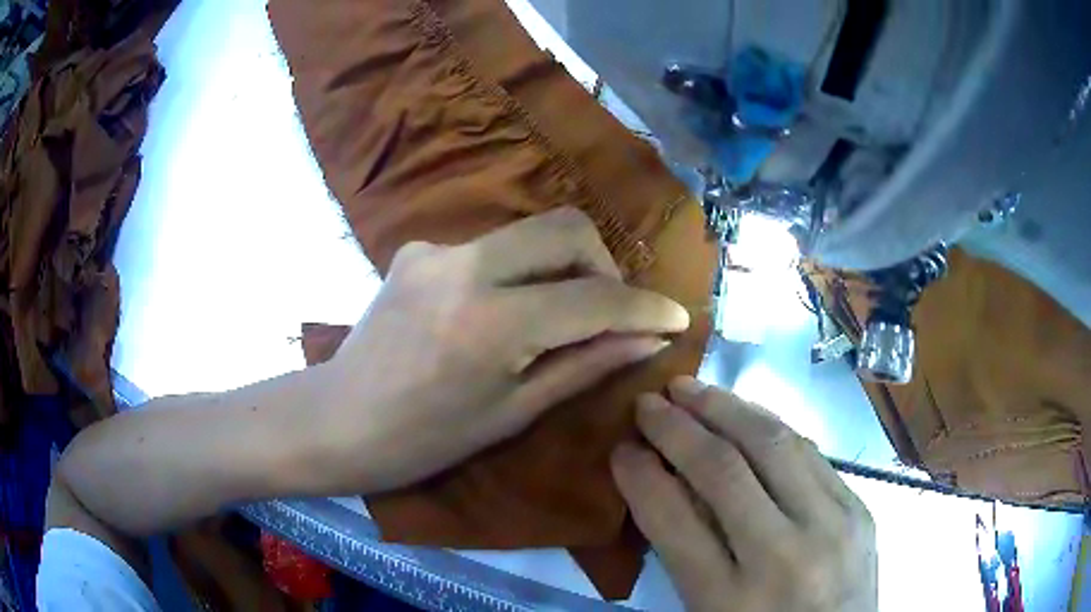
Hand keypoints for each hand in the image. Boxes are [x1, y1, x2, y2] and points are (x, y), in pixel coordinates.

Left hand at [318, 208, 690, 491]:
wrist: (338, 420)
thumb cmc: (424, 439)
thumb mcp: (513, 412)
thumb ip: (586, 365)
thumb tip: (648, 340)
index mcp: (491, 323)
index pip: (594, 297)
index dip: (645, 307)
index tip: (675, 317)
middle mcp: (464, 266)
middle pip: (566, 227)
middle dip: (604, 263)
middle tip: (609, 309)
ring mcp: (435, 249)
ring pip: (529, 232)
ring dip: (561, 265)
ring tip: (559, 313)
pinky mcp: (417, 248)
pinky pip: (489, 247)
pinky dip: (515, 271)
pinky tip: (498, 310)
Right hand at [611, 378, 876, 611]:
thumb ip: (687, 554)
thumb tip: (663, 482)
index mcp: (730, 600)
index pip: (674, 521)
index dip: (640, 477)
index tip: (620, 447)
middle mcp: (783, 556)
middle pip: (724, 471)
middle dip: (677, 428)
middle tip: (648, 402)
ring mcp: (832, 525)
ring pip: (773, 444)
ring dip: (725, 408)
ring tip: (691, 389)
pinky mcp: (860, 507)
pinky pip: (810, 451)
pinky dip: (769, 425)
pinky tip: (746, 414)